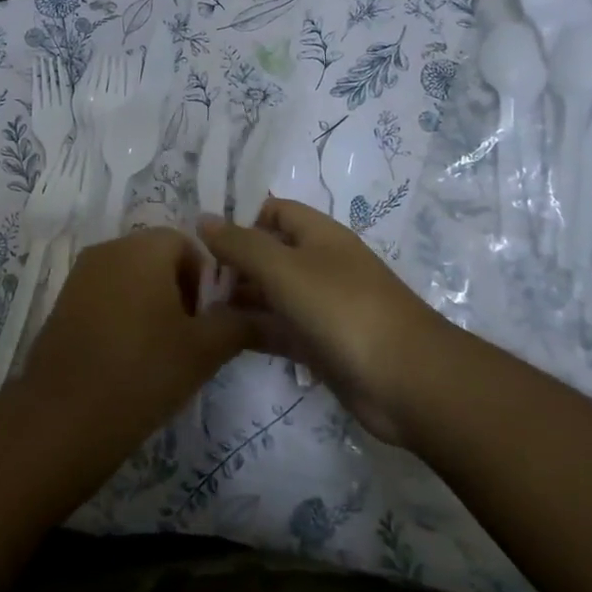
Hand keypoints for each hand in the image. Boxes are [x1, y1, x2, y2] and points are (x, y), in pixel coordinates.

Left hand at [16, 227, 255, 454]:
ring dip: (152, 306)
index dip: (206, 280)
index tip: (208, 321)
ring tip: (161, 353)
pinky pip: (105, 297)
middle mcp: (109, 249)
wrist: (64, 416)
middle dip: (180, 292)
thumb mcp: (204, 350)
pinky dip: (123, 317)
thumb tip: (269, 315)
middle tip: (189, 339)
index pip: (188, 244)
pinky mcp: (62, 303)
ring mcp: (80, 276)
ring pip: (131, 279)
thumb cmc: (143, 371)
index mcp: (143, 247)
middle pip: (157, 258)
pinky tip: (128, 359)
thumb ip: (240, 324)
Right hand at [199, 197, 445, 443]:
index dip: (239, 216)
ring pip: (269, 294)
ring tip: (190, 304)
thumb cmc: (342, 308)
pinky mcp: (318, 345)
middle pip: (268, 253)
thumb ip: (240, 244)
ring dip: (236, 297)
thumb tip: (203, 219)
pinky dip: (249, 329)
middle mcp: (319, 265)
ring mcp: (320, 307)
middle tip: (186, 275)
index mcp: (319, 235)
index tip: (199, 233)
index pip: (274, 211)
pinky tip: (215, 334)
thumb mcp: (284, 268)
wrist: (406, 380)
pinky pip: (277, 329)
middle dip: (230, 260)